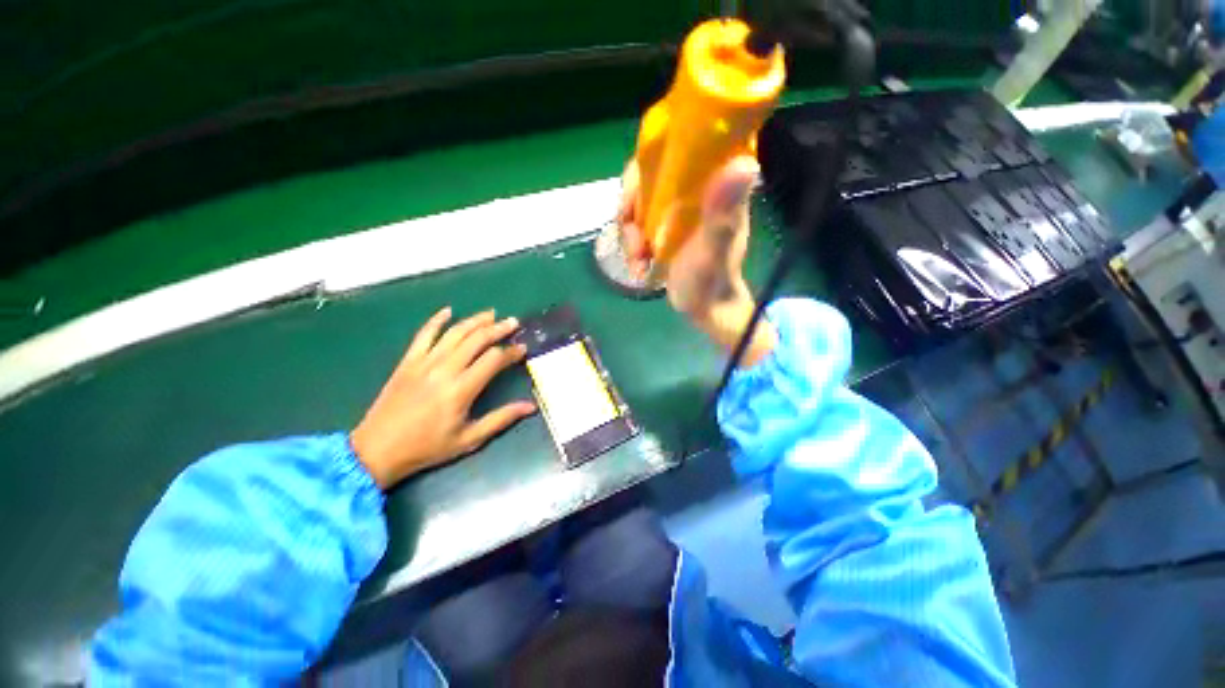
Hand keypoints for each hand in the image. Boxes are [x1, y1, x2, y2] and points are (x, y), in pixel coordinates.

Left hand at [351, 308, 535, 489]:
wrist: (376, 450)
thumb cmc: (427, 447)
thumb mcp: (469, 439)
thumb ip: (501, 419)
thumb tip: (530, 406)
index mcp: (461, 390)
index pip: (494, 359)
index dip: (511, 351)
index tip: (523, 348)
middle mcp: (444, 370)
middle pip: (477, 339)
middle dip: (498, 328)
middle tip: (513, 322)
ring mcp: (424, 362)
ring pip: (454, 333)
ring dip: (475, 320)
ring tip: (492, 314)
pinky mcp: (407, 361)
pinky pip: (423, 334)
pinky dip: (436, 320)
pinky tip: (448, 310)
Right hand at [617, 156, 776, 366]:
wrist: (705, 308)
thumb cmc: (712, 279)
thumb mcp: (715, 249)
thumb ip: (723, 213)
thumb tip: (744, 162)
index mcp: (712, 183)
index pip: (678, 145)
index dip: (649, 159)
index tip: (636, 191)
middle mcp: (692, 189)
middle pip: (648, 174)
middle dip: (631, 204)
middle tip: (632, 235)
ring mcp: (675, 209)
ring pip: (638, 200)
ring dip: (628, 230)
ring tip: (637, 259)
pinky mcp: (664, 227)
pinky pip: (637, 222)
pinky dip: (631, 243)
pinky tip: (637, 265)